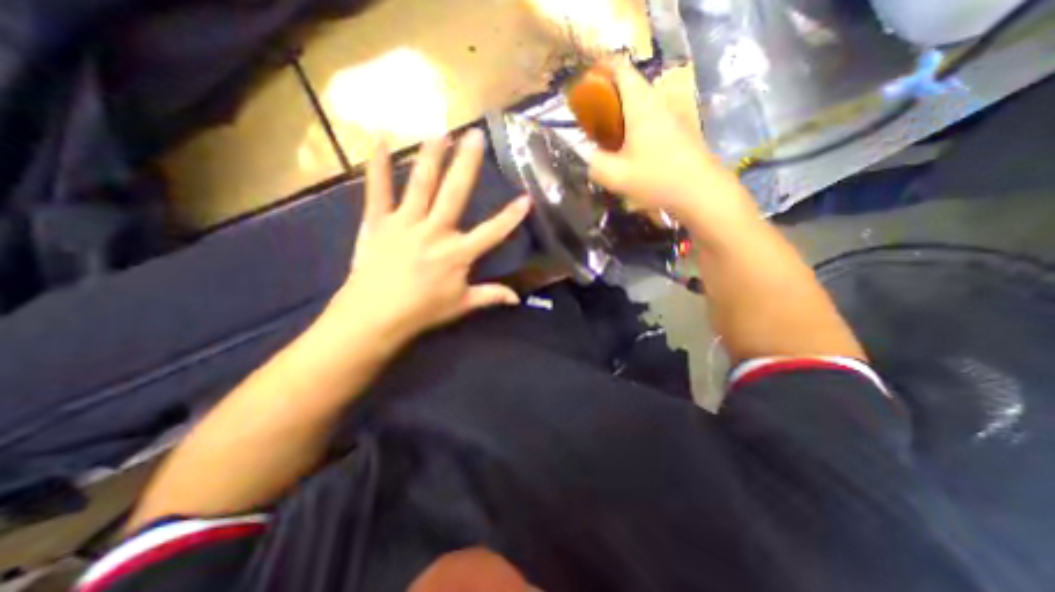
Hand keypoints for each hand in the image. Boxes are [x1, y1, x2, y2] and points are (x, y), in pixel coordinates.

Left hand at [329, 133, 527, 346]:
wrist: (374, 316)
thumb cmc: (422, 311)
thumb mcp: (462, 305)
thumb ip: (490, 295)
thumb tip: (517, 298)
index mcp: (458, 253)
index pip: (492, 232)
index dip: (511, 216)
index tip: (526, 198)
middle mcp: (435, 231)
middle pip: (455, 193)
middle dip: (468, 163)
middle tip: (475, 135)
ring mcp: (406, 223)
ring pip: (421, 184)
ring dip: (431, 156)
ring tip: (440, 131)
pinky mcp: (378, 222)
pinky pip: (378, 190)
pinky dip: (378, 165)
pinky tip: (380, 140)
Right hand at [590, 59, 753, 227]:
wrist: (701, 192)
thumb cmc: (656, 179)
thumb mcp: (615, 176)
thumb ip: (594, 164)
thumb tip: (590, 158)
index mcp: (641, 105)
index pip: (620, 70)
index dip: (601, 70)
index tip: (586, 86)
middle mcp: (659, 102)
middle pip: (631, 86)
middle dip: (609, 97)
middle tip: (594, 120)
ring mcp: (673, 115)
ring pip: (643, 103)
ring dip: (624, 114)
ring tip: (610, 136)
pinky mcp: (681, 130)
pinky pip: (653, 118)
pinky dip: (638, 125)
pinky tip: (632, 149)